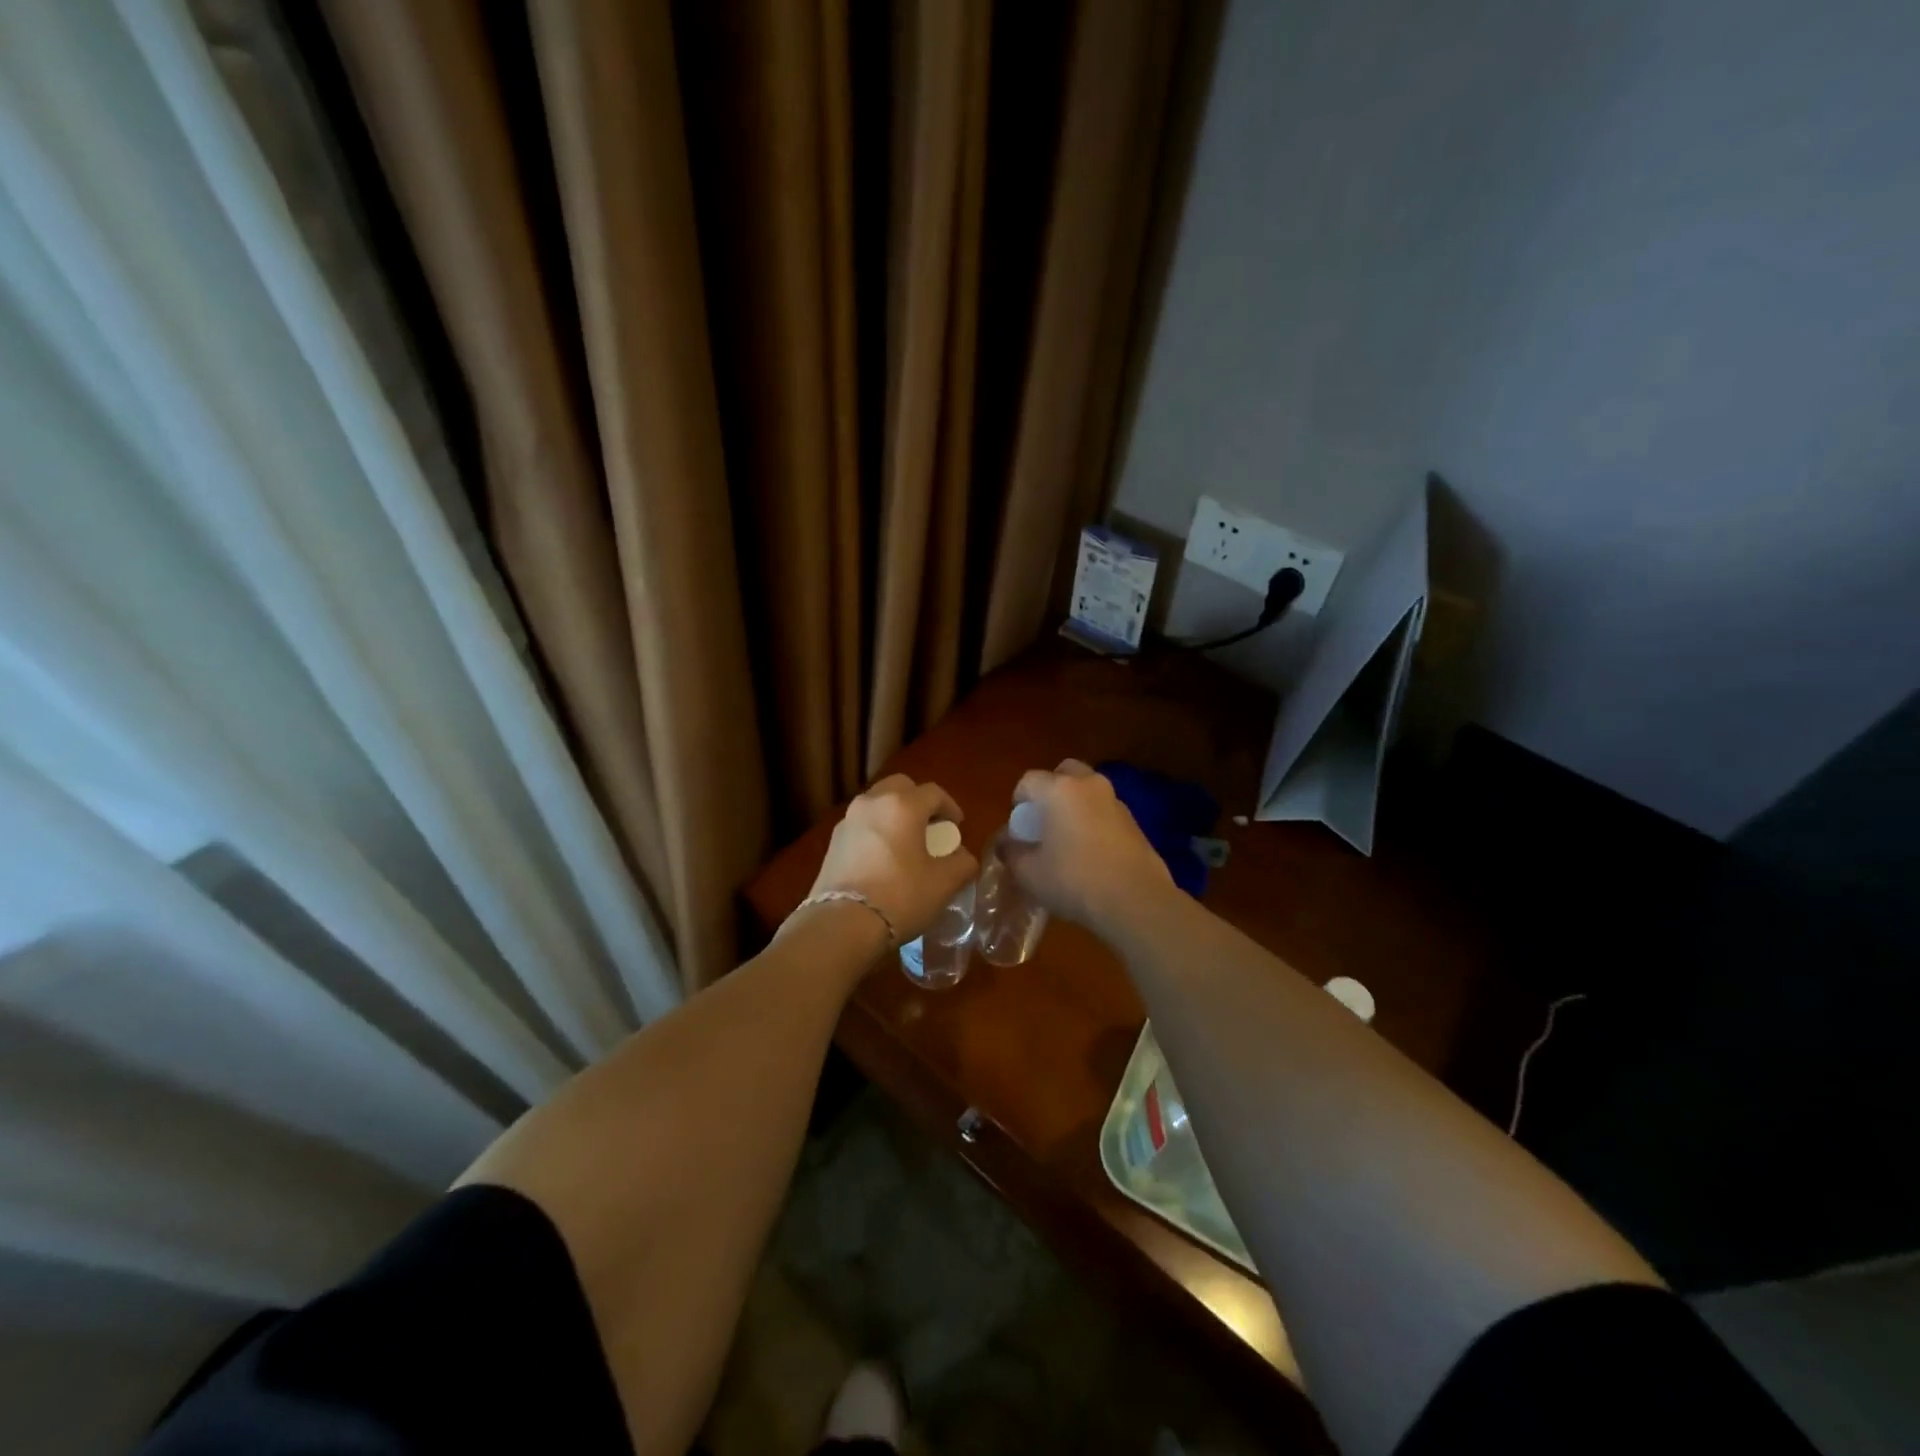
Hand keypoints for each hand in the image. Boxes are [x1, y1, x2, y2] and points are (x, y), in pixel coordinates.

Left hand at [806, 774, 978, 944]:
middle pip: (901, 787)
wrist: (842, 924)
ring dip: (896, 814)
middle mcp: (872, 802)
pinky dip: (877, 831)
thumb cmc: (900, 896)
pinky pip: (862, 824)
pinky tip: (883, 859)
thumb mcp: (943, 883)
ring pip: (878, 803)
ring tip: (907, 843)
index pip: (934, 792)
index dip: (951, 808)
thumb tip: (962, 857)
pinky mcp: (833, 841)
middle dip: (919, 802)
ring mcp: (848, 820)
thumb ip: (962, 863)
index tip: (957, 828)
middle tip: (930, 827)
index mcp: (903, 805)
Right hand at [1008, 760, 1171, 934]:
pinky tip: (1091, 852)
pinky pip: (1105, 810)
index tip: (1019, 827)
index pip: (1028, 781)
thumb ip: (1011, 852)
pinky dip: (1094, 820)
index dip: (1018, 801)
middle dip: (1050, 790)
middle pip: (1064, 772)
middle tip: (1044, 820)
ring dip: (1075, 805)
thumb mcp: (1029, 873)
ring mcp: (1115, 801)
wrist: (1136, 901)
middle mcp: (1089, 785)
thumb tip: (1006, 843)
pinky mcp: (1134, 821)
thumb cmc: (1074, 881)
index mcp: (1059, 790)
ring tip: (1067, 838)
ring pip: (1088, 790)